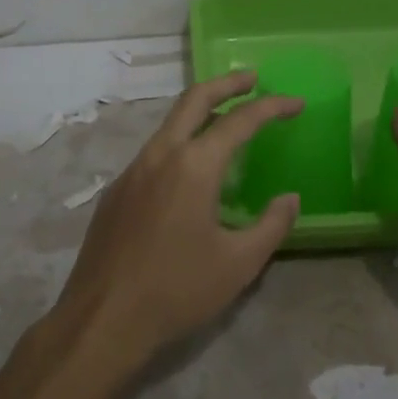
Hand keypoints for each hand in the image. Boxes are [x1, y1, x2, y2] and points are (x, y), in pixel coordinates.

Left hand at [53, 70, 302, 367]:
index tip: (295, 103)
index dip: (272, 107)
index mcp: (193, 166)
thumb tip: (290, 198)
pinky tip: (190, 171)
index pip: (240, 121)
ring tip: (226, 120)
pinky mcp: (116, 192)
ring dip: (200, 112)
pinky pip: (154, 152)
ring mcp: (132, 171)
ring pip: (170, 124)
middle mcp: (160, 155)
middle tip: (253, 78)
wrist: (102, 320)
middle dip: (226, 84)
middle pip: (194, 100)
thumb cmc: (177, 290)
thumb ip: (272, 225)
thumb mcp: (239, 263)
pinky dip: (180, 143)